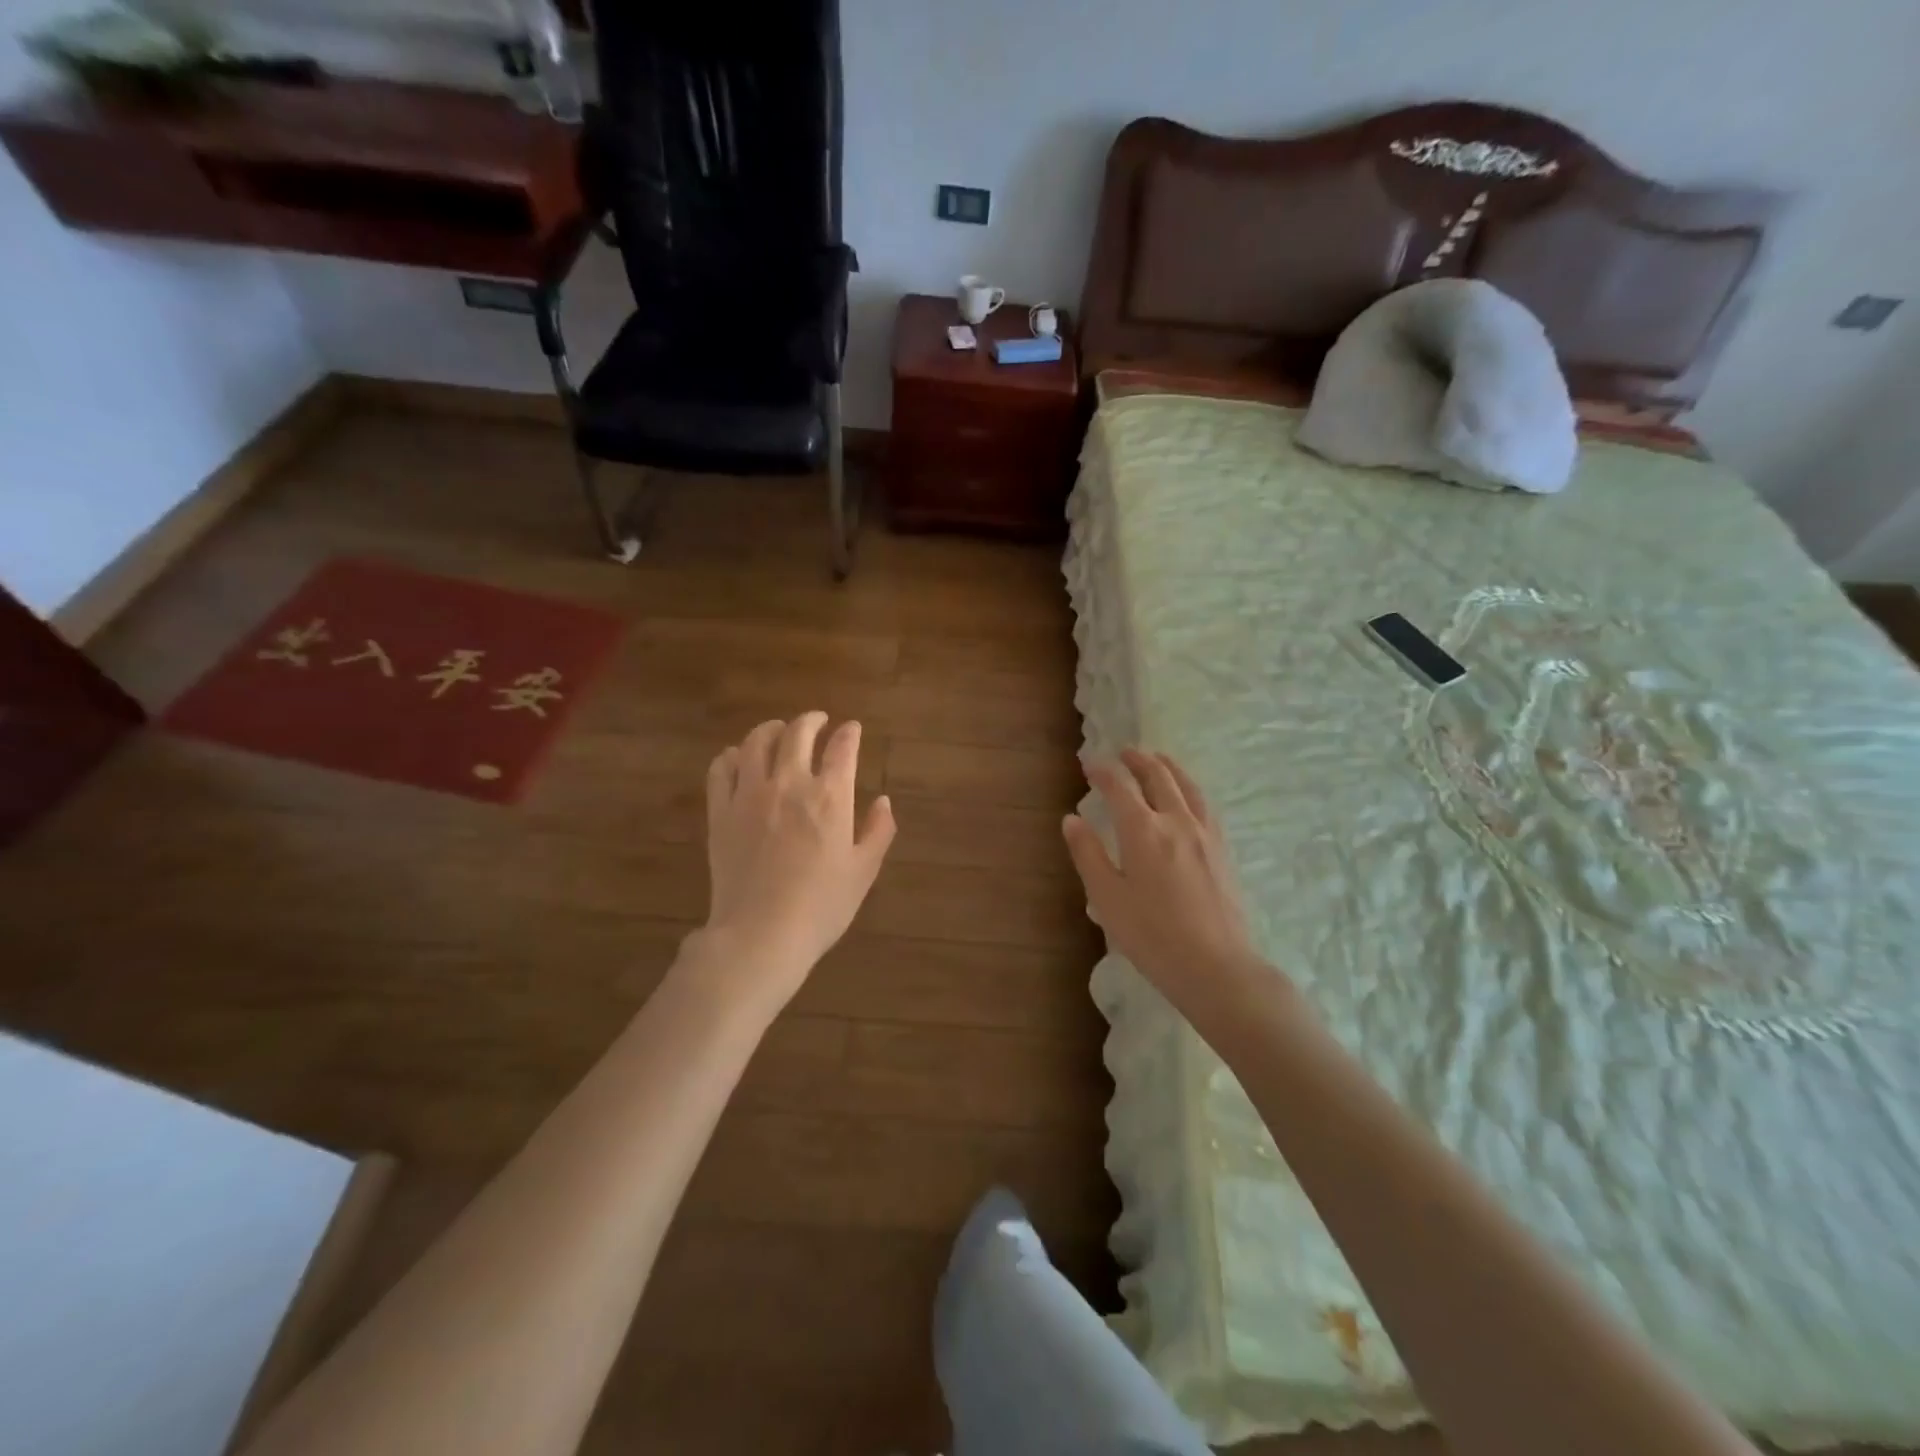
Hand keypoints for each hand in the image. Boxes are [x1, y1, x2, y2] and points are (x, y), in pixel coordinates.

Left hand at [694, 713, 895, 1010]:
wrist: (761, 935)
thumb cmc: (821, 907)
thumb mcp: (863, 871)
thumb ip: (878, 831)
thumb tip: (884, 801)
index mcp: (830, 797)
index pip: (842, 748)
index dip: (849, 733)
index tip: (851, 728)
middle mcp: (790, 785)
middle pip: (798, 733)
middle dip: (811, 720)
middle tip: (818, 720)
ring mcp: (750, 795)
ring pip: (756, 742)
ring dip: (771, 729)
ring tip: (778, 730)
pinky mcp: (720, 812)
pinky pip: (721, 769)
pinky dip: (731, 755)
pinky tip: (738, 757)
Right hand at [1063, 749, 1267, 1012]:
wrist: (1217, 966)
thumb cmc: (1152, 936)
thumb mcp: (1108, 898)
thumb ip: (1088, 854)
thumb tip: (1072, 819)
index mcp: (1143, 831)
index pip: (1120, 787)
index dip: (1102, 771)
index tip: (1088, 765)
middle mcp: (1176, 821)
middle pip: (1158, 777)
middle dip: (1137, 760)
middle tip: (1123, 753)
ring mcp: (1205, 834)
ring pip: (1187, 786)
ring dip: (1168, 767)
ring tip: (1158, 760)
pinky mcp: (1223, 850)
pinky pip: (1205, 804)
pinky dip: (1189, 788)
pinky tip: (1188, 797)